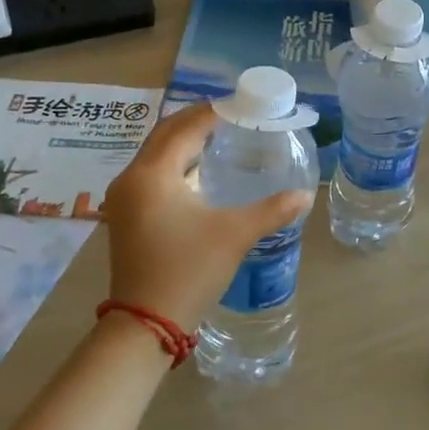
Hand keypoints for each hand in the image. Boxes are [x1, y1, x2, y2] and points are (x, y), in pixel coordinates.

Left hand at [101, 104, 311, 332]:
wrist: (145, 324)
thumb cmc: (189, 270)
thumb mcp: (235, 234)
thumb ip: (272, 210)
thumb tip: (305, 196)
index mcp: (153, 173)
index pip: (185, 128)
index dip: (212, 112)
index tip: (240, 104)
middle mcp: (132, 178)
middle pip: (165, 135)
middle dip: (196, 122)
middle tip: (231, 116)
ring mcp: (124, 199)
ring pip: (156, 155)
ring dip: (184, 142)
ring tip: (219, 138)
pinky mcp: (125, 217)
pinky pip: (151, 174)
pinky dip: (175, 164)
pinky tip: (199, 172)